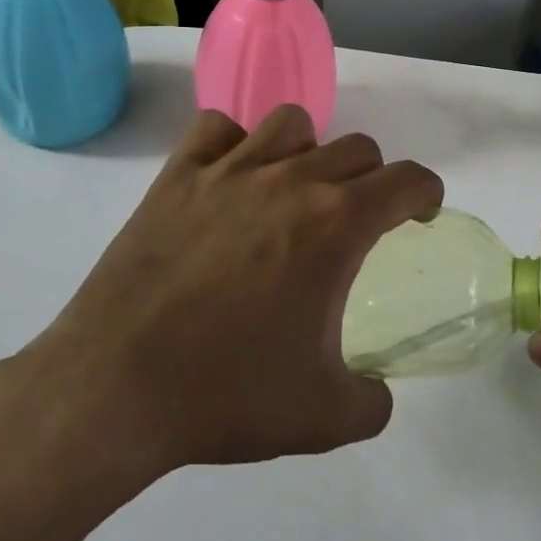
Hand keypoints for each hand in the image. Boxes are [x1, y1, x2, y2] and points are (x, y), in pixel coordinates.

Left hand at [14, 106, 443, 484]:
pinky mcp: (176, 176)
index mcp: (335, 224)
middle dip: (372, 179)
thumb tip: (379, 392)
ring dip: (308, 149)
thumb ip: (373, 402)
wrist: (114, 388)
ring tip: (294, 190)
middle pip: (357, 147)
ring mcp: (228, 170)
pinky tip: (229, 179)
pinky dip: (234, 142)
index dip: (425, 193)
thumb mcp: (323, 417)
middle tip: (355, 221)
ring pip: (291, 122)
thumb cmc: (226, 394)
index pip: (407, 179)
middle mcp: (290, 180)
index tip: (419, 215)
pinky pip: (216, 127)